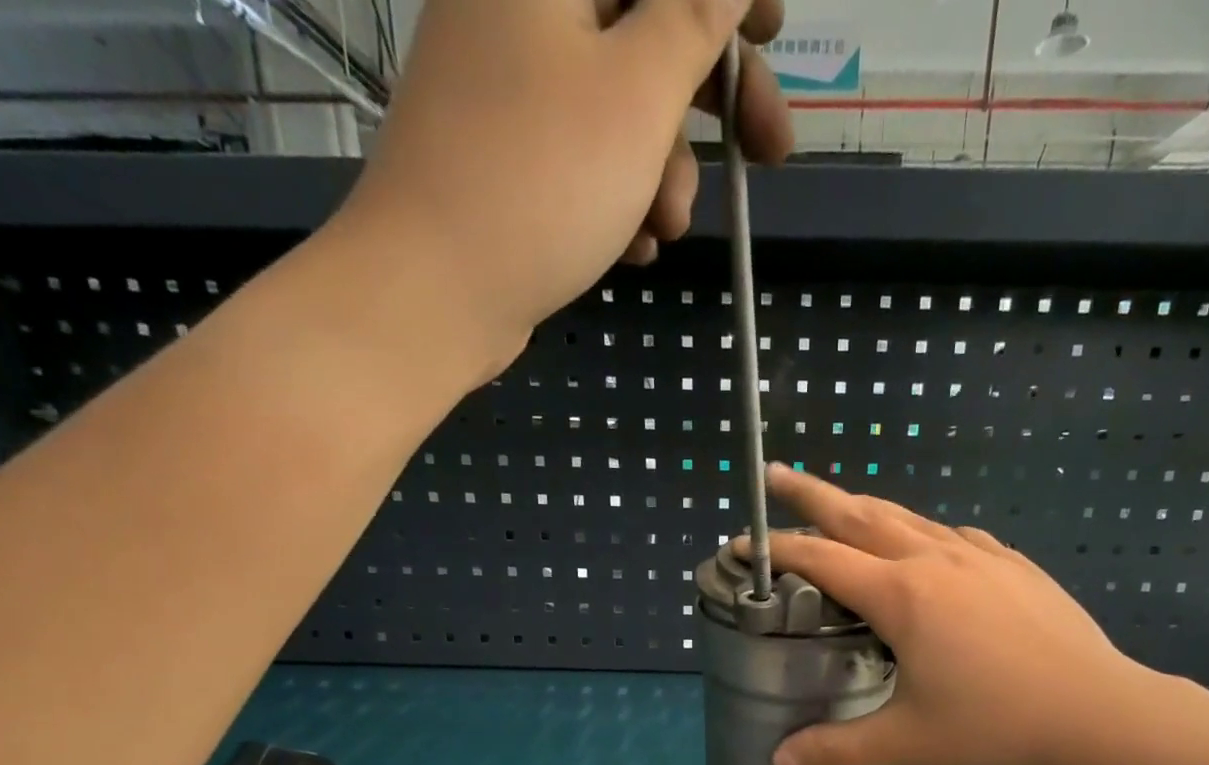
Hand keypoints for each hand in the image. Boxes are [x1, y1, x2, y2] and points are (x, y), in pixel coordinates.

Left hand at [333, 0, 790, 372]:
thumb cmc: (542, 180)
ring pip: (619, 106)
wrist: (434, 291)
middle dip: (710, 98)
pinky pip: (585, 156)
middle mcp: (521, 5)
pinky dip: (619, 197)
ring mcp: (509, 84)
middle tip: (768, 151)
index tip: (774, 31)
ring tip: (663, 228)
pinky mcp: (507, 154)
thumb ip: (693, 15)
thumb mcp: (639, 93)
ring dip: (661, 170)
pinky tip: (630, 247)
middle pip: (642, 28)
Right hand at [745, 466, 1163, 764]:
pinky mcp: (1014, 566)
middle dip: (812, 494)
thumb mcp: (906, 742)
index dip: (776, 551)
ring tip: (840, 507)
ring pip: (909, 517)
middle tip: (775, 475)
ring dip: (865, 509)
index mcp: (902, 595)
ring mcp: (981, 557)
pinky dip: (921, 532)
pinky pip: (953, 536)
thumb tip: (777, 761)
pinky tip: (925, 547)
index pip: (821, 560)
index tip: (741, 544)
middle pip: (861, 514)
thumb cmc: (996, 728)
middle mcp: (936, 561)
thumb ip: (836, 748)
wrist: (1100, 714)